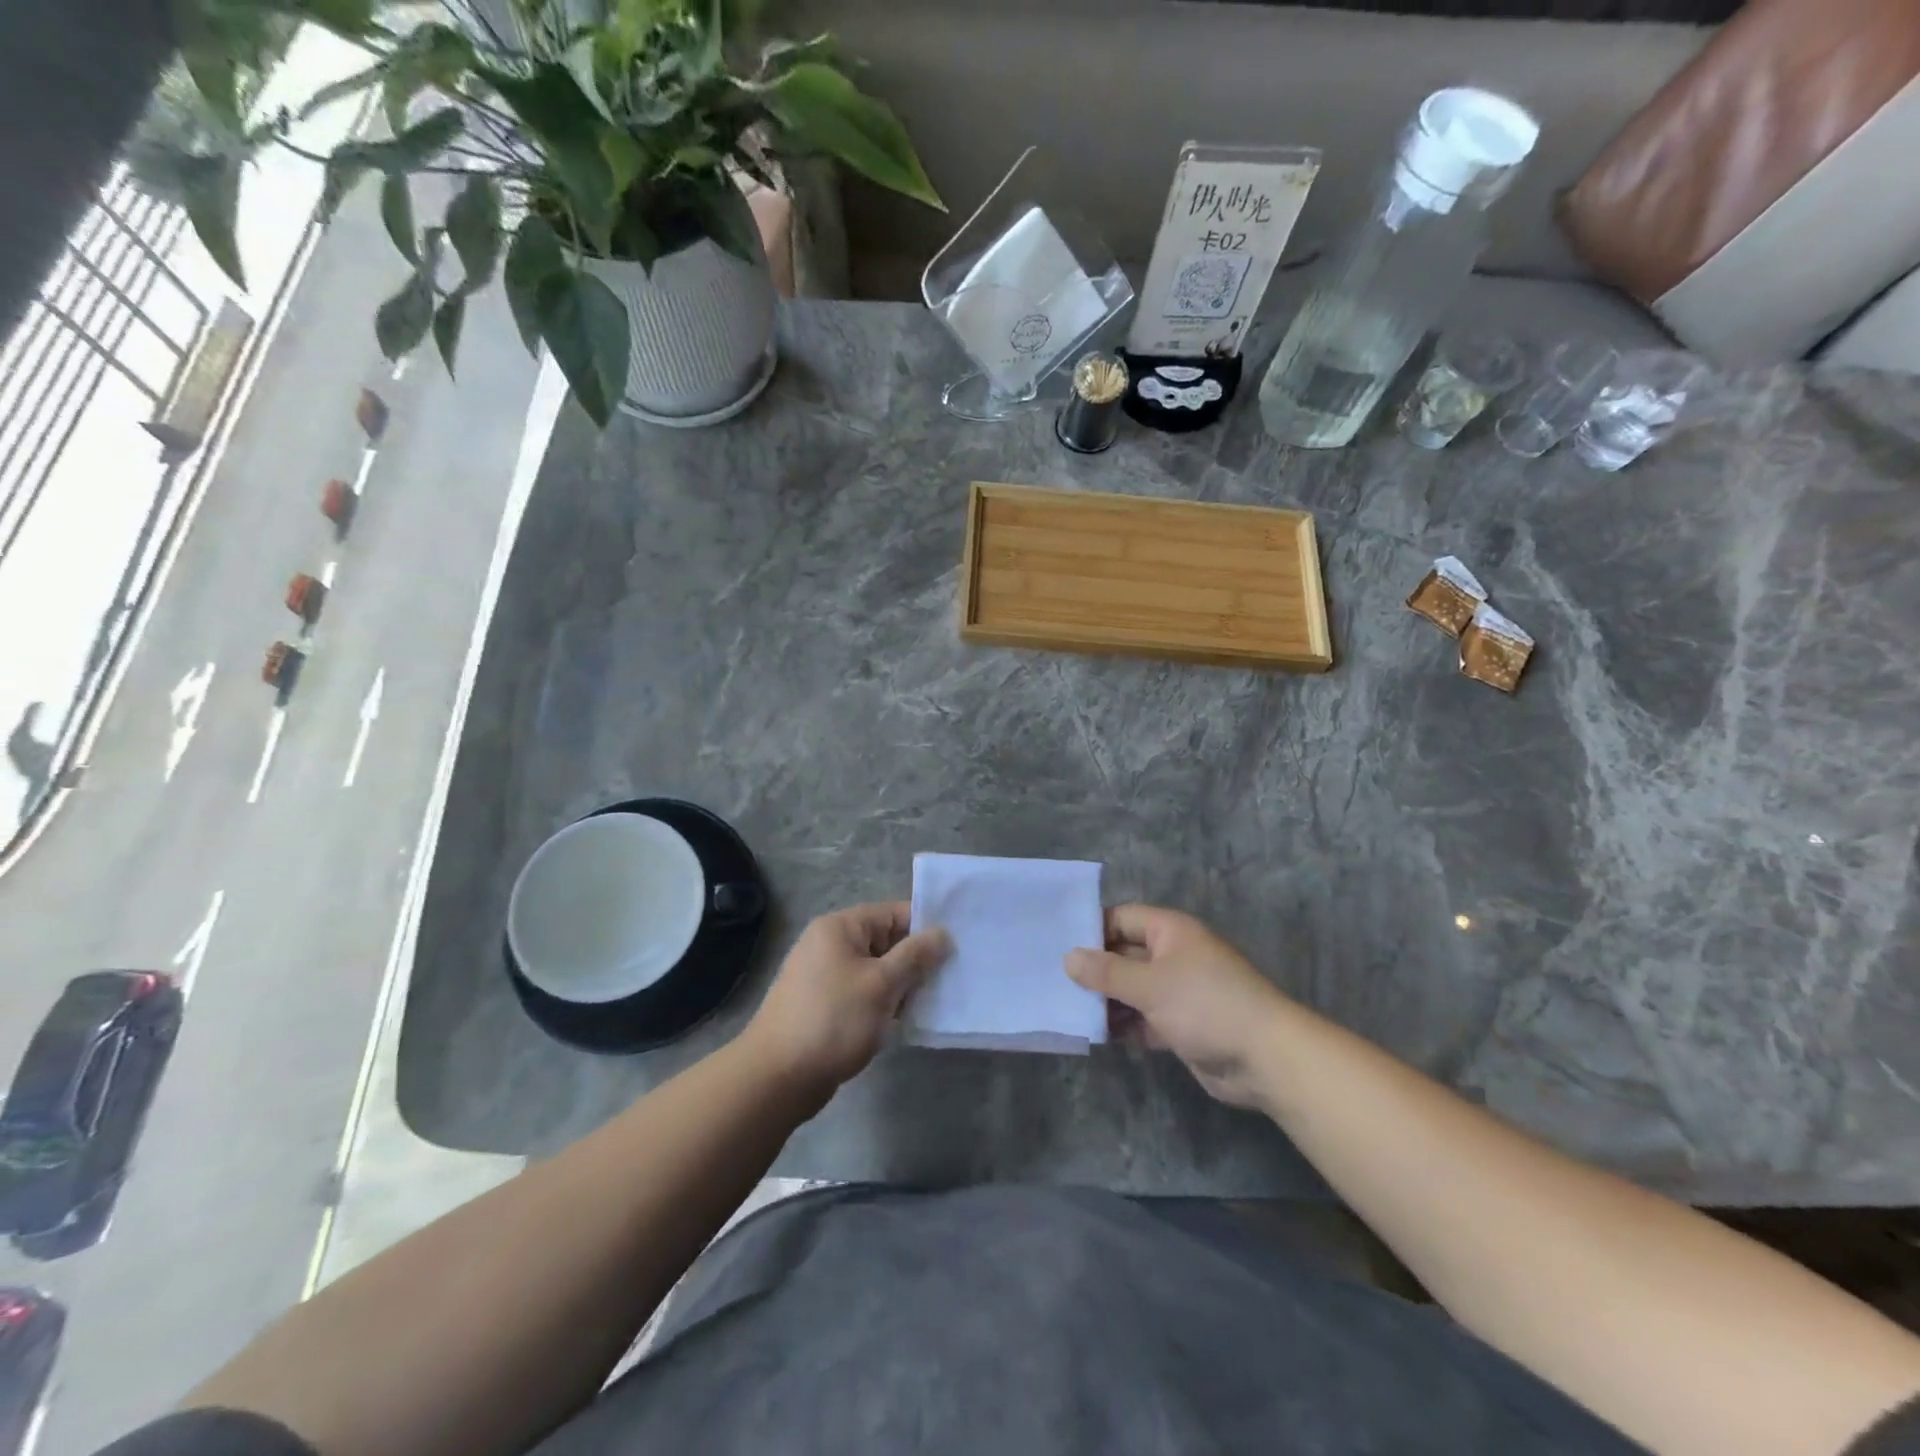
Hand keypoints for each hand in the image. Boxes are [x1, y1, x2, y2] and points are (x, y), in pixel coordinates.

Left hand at [743, 902, 949, 1099]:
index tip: (957, 948)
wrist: (777, 1078)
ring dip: (902, 986)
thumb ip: (915, 956)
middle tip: (949, 980)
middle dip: (916, 961)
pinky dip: (883, 1003)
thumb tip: (943, 933)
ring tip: (932, 1003)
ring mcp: (824, 976)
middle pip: (886, 941)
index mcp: (840, 928)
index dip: (925, 928)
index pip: (893, 913)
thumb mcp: (882, 985)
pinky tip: (905, 1021)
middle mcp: (830, 944)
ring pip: (876, 971)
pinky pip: (863, 993)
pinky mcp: (824, 1005)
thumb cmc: (833, 1020)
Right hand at [1066, 904, 1290, 1109]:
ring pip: (1131, 989)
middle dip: (1094, 970)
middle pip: (1124, 955)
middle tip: (1053, 981)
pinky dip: (1123, 1025)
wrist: (1265, 1059)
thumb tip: (1068, 958)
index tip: (1057, 945)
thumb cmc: (1206, 1005)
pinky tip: (1095, 1035)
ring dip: (1105, 1001)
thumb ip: (1107, 972)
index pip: (1122, 919)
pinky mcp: (1180, 1025)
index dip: (1092, 929)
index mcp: (1170, 932)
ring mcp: (1177, 992)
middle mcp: (1173, 956)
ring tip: (1067, 1010)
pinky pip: (1143, 1018)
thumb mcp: (1151, 984)